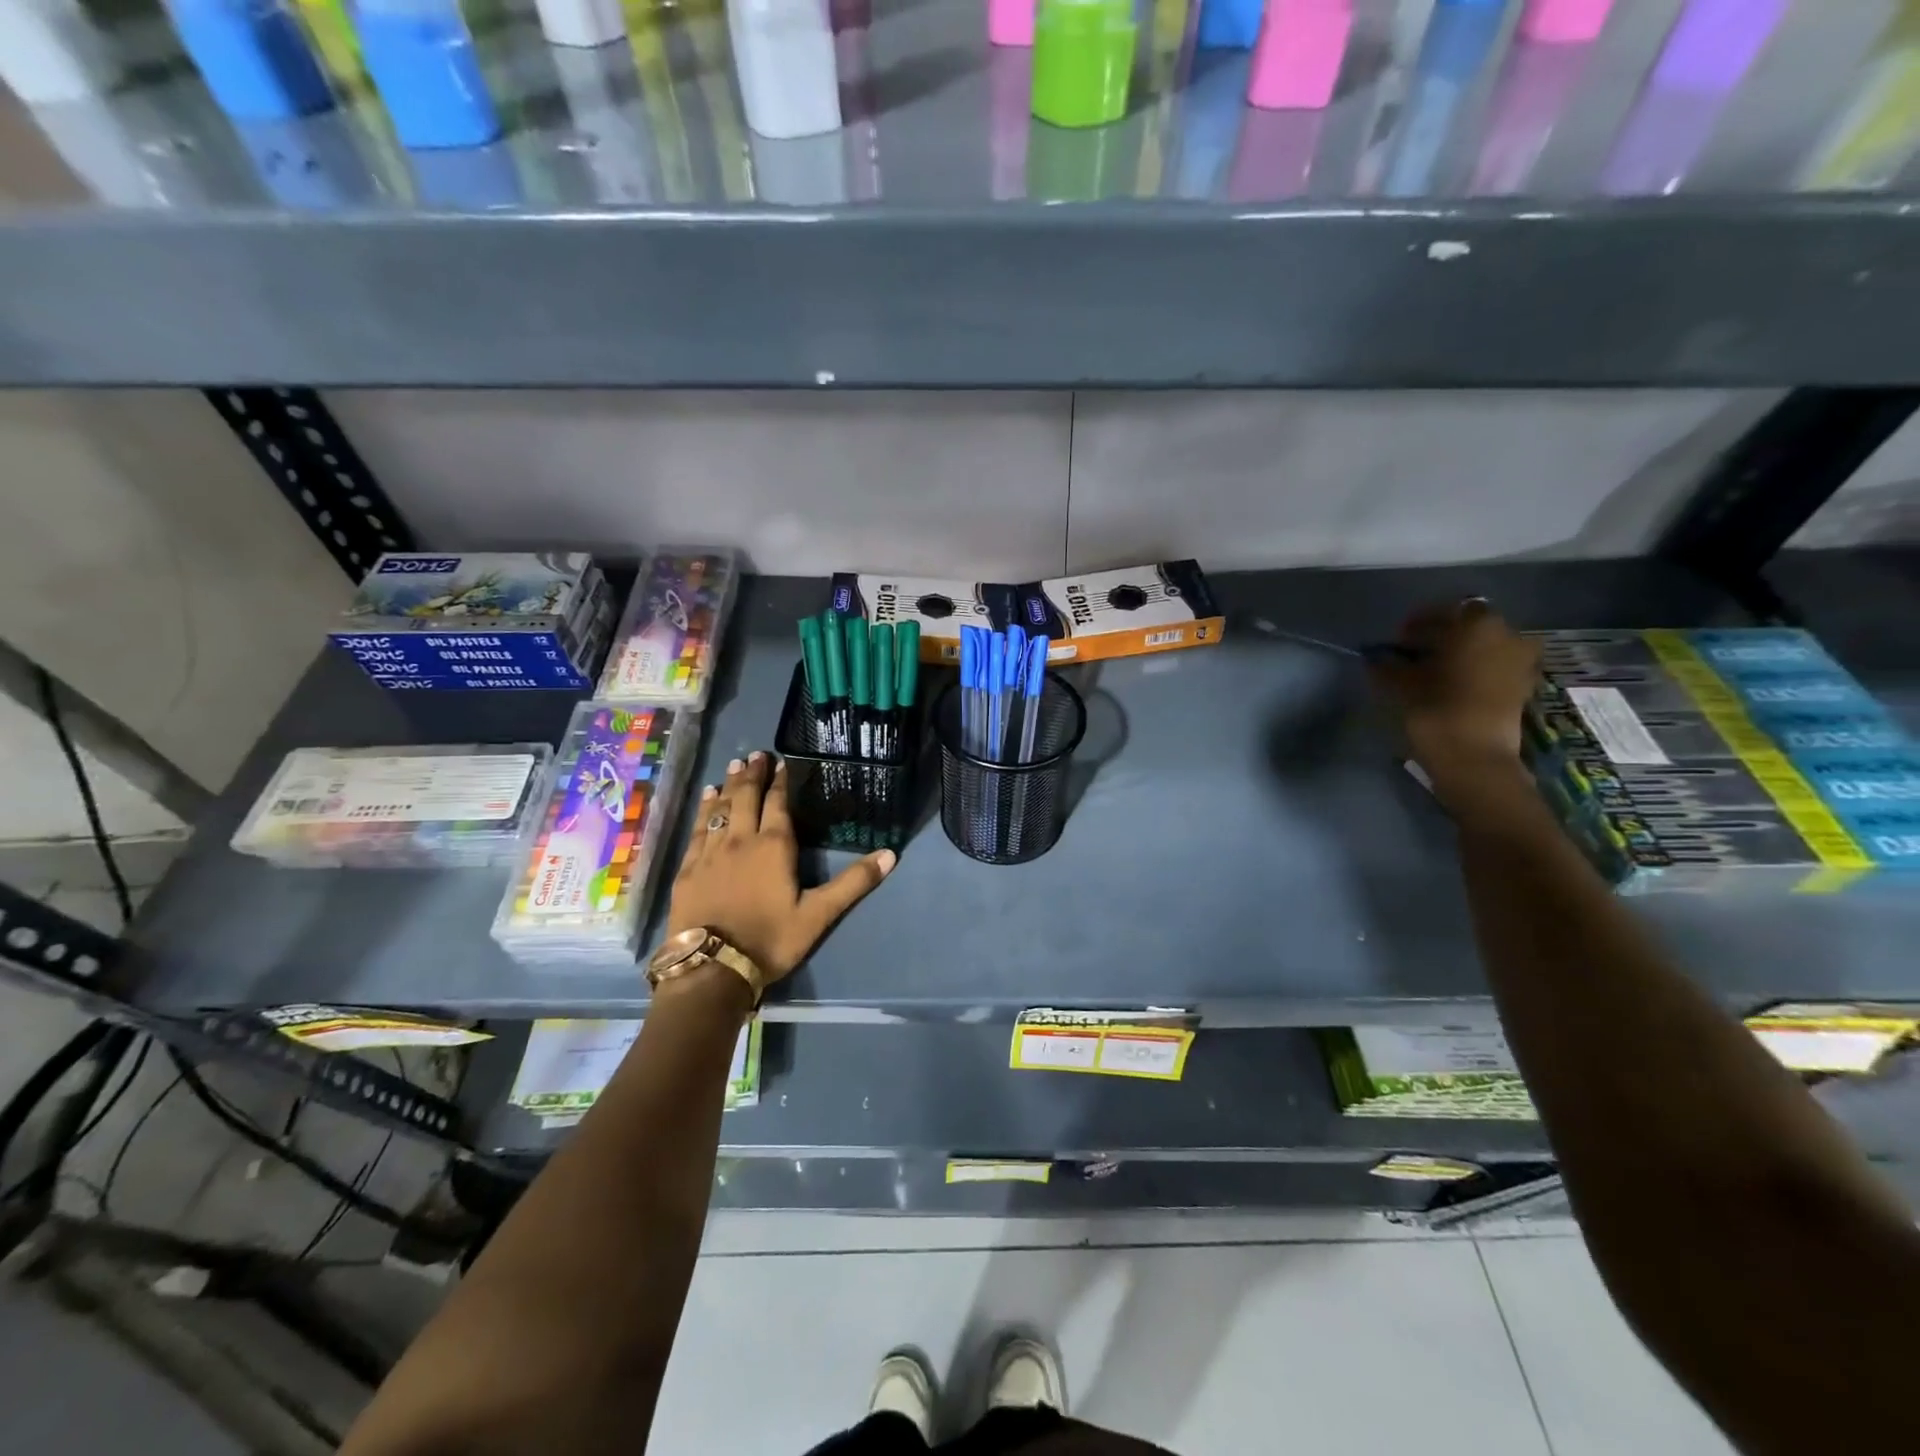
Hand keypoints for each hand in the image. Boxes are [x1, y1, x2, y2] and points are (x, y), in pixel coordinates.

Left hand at [667, 751, 894, 983]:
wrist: (712, 967)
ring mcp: (710, 853)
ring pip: (720, 810)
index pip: (777, 804)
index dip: (781, 782)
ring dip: (728, 786)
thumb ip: (853, 883)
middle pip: (746, 798)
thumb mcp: (819, 915)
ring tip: (733, 766)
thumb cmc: (770, 939)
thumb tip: (890, 854)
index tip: (782, 762)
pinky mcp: (688, 869)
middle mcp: (741, 840)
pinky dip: (704, 811)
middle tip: (756, 754)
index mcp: (774, 846)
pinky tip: (706, 802)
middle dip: (753, 774)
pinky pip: (697, 831)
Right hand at [1371, 599, 1541, 785]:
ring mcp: (1520, 662)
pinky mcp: (1522, 687)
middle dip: (1441, 636)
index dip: (1418, 622)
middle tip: (1412, 653)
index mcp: (1476, 626)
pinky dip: (1473, 670)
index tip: (1398, 639)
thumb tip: (1377, 658)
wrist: (1475, 758)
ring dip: (1458, 653)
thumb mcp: (1401, 685)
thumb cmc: (1435, 711)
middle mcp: (1506, 635)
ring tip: (1430, 671)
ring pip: (1483, 646)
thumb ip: (1388, 665)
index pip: (1444, 611)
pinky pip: (1493, 666)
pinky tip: (1449, 684)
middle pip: (1468, 626)